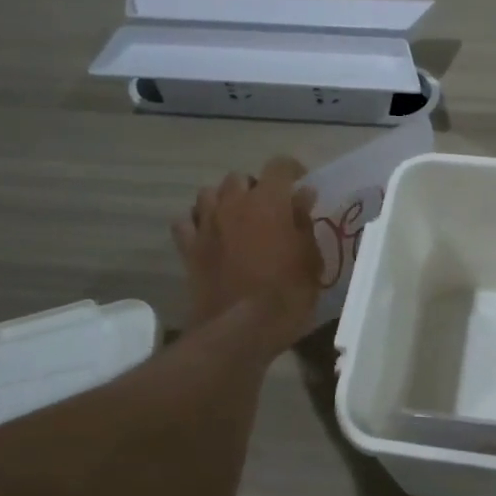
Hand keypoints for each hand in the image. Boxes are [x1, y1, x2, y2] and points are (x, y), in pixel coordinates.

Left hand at [173, 156, 322, 352]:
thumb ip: (304, 222)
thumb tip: (302, 196)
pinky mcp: (188, 248)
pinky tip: (209, 235)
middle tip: (269, 209)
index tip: (302, 184)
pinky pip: (186, 222)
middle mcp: (233, 203)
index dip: (292, 170)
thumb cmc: (286, 293)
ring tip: (237, 218)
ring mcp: (206, 225)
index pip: (279, 166)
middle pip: (240, 177)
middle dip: (255, 187)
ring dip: (223, 200)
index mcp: (268, 201)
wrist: (240, 330)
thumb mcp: (309, 258)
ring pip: (208, 193)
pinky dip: (197, 223)